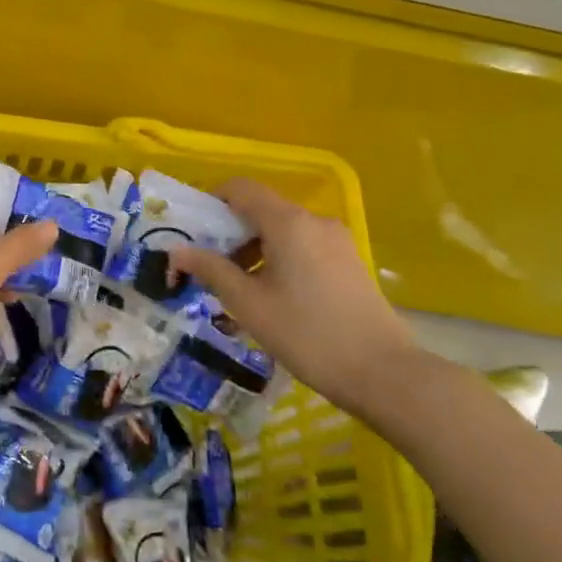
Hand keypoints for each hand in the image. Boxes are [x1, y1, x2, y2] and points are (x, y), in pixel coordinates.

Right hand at [169, 178, 419, 414]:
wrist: (383, 373)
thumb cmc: (307, 334)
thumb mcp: (249, 304)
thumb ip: (211, 270)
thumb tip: (177, 251)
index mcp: (288, 222)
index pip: (241, 188)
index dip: (211, 201)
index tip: (192, 230)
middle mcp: (314, 221)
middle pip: (261, 209)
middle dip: (229, 232)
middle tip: (207, 266)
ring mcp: (336, 241)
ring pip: (282, 230)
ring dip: (253, 249)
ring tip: (237, 288)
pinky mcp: (348, 262)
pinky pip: (302, 245)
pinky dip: (277, 258)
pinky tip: (271, 295)